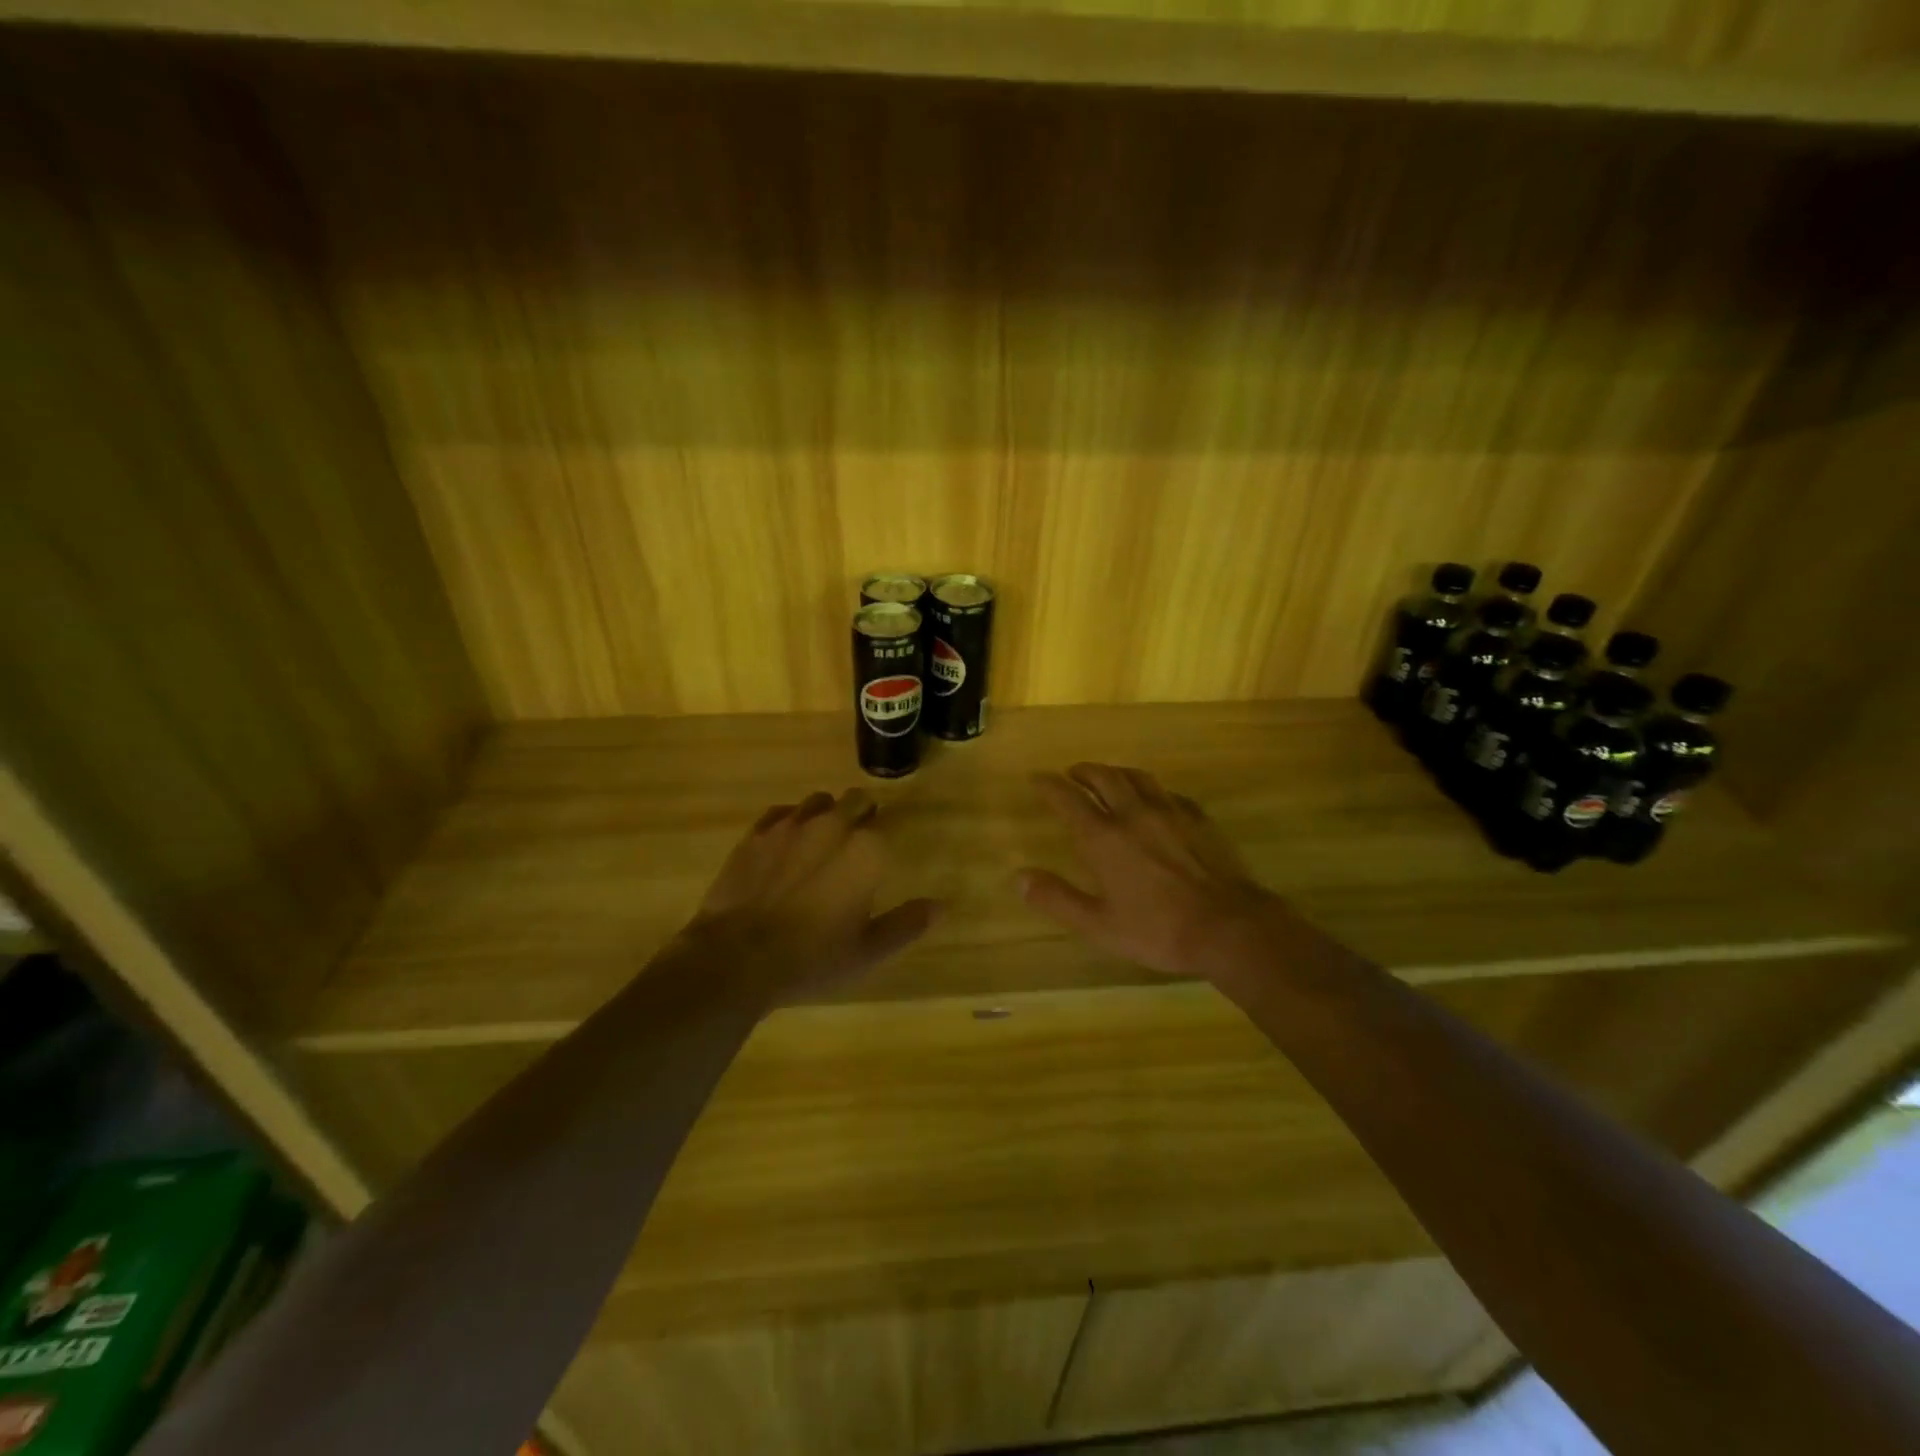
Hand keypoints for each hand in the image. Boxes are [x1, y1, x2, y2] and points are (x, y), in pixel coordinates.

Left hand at [680, 788, 940, 1001]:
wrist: (737, 958)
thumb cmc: (812, 957)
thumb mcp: (868, 951)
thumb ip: (906, 924)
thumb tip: (941, 906)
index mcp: (866, 849)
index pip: (885, 823)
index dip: (884, 837)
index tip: (881, 855)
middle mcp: (831, 825)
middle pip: (855, 800)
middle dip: (860, 814)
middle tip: (856, 845)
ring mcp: (790, 826)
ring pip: (818, 801)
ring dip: (826, 814)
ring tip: (821, 842)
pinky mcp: (755, 834)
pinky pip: (781, 812)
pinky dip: (790, 822)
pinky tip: (785, 845)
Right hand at [1017, 764, 1285, 986]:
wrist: (1227, 927)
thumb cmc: (1157, 929)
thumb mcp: (1098, 925)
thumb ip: (1057, 898)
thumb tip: (1018, 878)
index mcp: (1104, 837)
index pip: (1068, 799)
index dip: (1049, 785)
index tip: (1037, 778)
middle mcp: (1133, 814)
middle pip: (1104, 777)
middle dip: (1082, 772)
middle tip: (1071, 773)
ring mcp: (1170, 812)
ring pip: (1137, 777)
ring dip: (1115, 772)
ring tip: (1107, 776)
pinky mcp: (1198, 819)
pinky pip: (1168, 792)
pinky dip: (1151, 789)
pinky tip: (1155, 799)